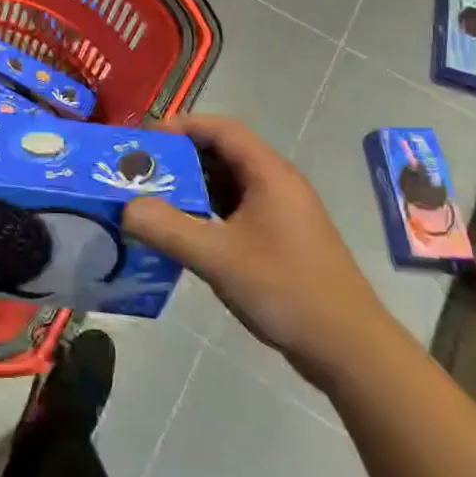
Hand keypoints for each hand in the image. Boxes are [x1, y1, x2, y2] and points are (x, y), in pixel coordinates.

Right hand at [123, 115, 402, 385]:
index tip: (144, 139)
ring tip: (152, 198)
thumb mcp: (218, 257)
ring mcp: (282, 213)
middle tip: (140, 170)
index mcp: (269, 174)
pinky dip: (207, 212)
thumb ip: (168, 228)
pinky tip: (183, 231)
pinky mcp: (281, 240)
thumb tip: (126, 208)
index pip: (221, 130)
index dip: (182, 127)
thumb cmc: (286, 289)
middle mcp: (277, 184)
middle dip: (180, 158)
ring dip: (192, 186)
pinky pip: (236, 210)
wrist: (349, 349)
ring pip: (229, 184)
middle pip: (223, 154)